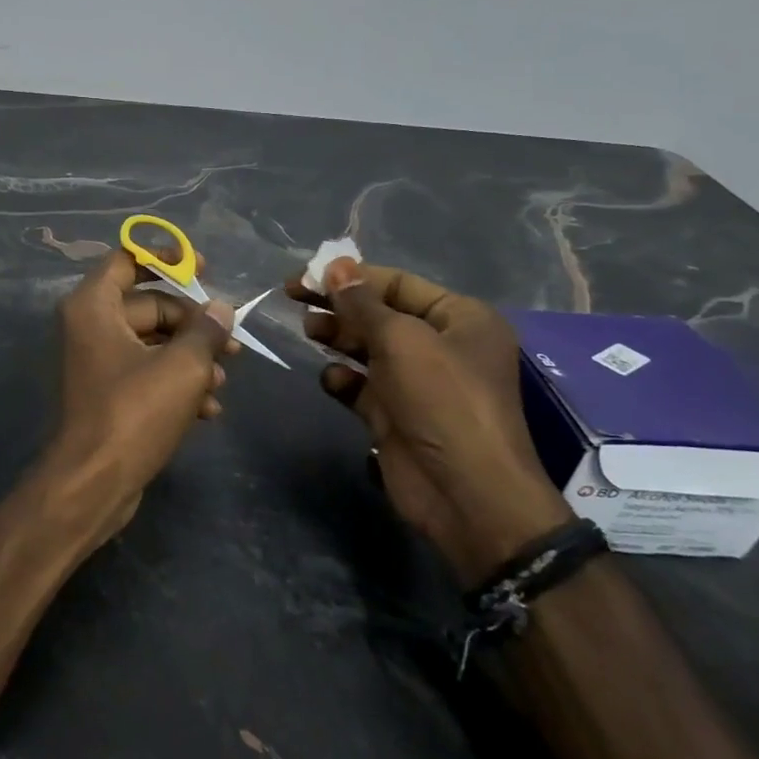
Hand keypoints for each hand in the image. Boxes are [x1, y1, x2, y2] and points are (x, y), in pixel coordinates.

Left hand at [46, 250, 236, 544]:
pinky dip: (175, 384)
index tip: (204, 269)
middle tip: (232, 344)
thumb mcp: (182, 366)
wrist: (93, 483)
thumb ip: (205, 331)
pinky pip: (145, 373)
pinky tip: (208, 410)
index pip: (126, 260)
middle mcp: (89, 326)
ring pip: (152, 344)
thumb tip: (220, 310)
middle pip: (148, 306)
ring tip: (222, 384)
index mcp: (93, 306)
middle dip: (193, 324)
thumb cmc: (134, 412)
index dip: (166, 259)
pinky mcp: (107, 393)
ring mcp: (96, 361)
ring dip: (191, 359)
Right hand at [288, 258, 572, 586]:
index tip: (307, 276)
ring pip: (368, 348)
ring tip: (308, 330)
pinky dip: (344, 379)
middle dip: (340, 306)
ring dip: (338, 337)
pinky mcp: (397, 414)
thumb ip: (361, 302)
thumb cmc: (442, 400)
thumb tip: (335, 266)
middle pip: (380, 314)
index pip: (398, 284)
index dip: (352, 276)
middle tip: (294, 299)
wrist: (465, 492)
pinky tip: (331, 379)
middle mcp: (442, 346)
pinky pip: (363, 386)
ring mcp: (419, 383)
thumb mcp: (400, 340)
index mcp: (461, 319)